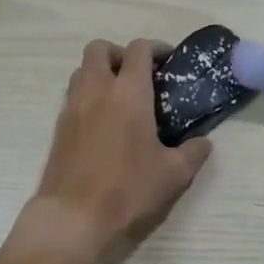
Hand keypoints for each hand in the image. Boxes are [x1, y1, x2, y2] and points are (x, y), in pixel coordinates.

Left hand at [13, 39, 213, 263]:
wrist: (73, 216)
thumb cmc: (127, 189)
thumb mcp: (173, 174)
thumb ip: (193, 153)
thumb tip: (204, 142)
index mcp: (129, 93)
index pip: (139, 49)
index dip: (155, 47)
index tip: (167, 60)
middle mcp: (97, 90)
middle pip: (99, 48)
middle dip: (119, 53)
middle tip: (137, 75)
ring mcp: (73, 107)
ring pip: (82, 70)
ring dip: (100, 72)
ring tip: (119, 96)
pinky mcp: (59, 126)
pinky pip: (73, 95)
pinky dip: (88, 95)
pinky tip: (103, 122)